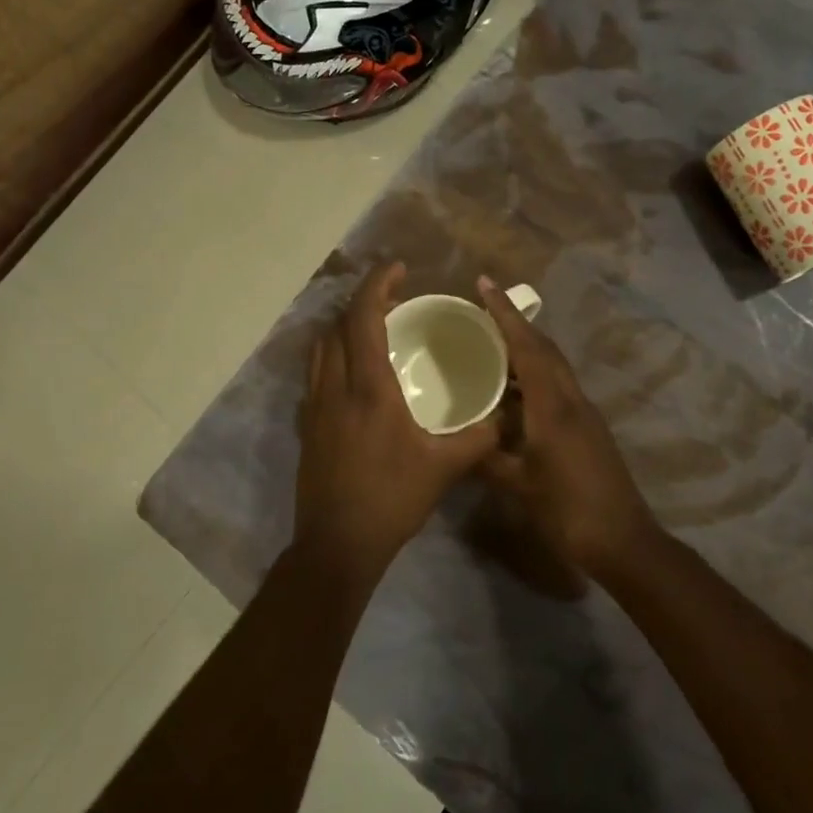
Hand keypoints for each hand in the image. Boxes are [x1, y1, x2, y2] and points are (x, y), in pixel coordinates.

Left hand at [295, 262, 499, 578]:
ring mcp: (315, 406)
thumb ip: (479, 437)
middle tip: (393, 296)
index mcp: (368, 388)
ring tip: (374, 326)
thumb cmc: (392, 499)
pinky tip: (356, 371)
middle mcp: (335, 386)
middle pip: (338, 324)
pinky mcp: (307, 425)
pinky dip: (335, 353)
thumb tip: (505, 417)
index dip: (378, 284)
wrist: (336, 544)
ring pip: (321, 347)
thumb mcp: (444, 467)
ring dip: (344, 325)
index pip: (364, 318)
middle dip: (363, 301)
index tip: (399, 268)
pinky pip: (317, 371)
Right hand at [477, 276, 661, 577]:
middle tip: (482, 310)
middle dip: (515, 323)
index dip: (504, 313)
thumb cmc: (568, 510)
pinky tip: (513, 391)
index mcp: (552, 406)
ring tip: (492, 344)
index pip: (526, 346)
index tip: (484, 284)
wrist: (623, 540)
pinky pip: (557, 385)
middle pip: (544, 347)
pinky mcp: (588, 426)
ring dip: (526, 347)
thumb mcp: (519, 486)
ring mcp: (584, 411)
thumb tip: (459, 439)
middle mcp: (571, 398)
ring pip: (552, 365)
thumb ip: (487, 457)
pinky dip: (534, 374)